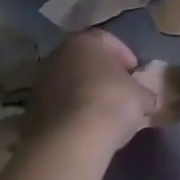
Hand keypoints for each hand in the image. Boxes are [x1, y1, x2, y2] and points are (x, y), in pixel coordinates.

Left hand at [28, 29, 155, 150]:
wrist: (71, 139)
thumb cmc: (111, 102)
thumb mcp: (141, 96)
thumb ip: (144, 93)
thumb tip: (148, 101)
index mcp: (85, 42)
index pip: (107, 40)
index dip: (125, 55)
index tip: (135, 70)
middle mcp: (58, 55)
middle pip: (84, 60)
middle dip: (102, 73)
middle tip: (119, 88)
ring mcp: (41, 83)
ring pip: (69, 82)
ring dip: (85, 92)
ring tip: (103, 111)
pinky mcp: (31, 110)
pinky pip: (58, 105)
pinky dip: (72, 111)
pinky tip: (86, 126)